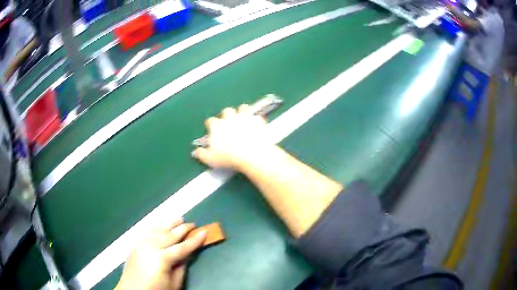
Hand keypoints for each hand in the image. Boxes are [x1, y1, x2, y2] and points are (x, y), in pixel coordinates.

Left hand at [115, 218, 206, 289]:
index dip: (194, 240)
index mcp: (162, 258)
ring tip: (178, 218)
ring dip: (169, 224)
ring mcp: (140, 244)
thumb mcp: (173, 284)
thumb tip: (186, 255)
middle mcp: (150, 247)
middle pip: (169, 235)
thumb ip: (181, 268)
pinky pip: (147, 233)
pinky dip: (156, 228)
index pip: (182, 247)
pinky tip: (160, 227)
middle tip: (193, 223)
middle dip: (182, 229)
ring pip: (157, 230)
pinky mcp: (134, 245)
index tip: (204, 232)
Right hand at [192, 105, 273, 169]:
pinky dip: (256, 120)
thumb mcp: (211, 159)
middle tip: (230, 123)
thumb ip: (201, 154)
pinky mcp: (258, 120)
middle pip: (227, 111)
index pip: (211, 121)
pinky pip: (257, 116)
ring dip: (242, 112)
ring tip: (244, 118)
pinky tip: (257, 125)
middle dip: (227, 115)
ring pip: (243, 108)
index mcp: (217, 126)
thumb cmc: (228, 158)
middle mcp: (230, 118)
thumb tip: (195, 152)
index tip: (212, 129)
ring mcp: (245, 117)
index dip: (211, 124)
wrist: (252, 155)